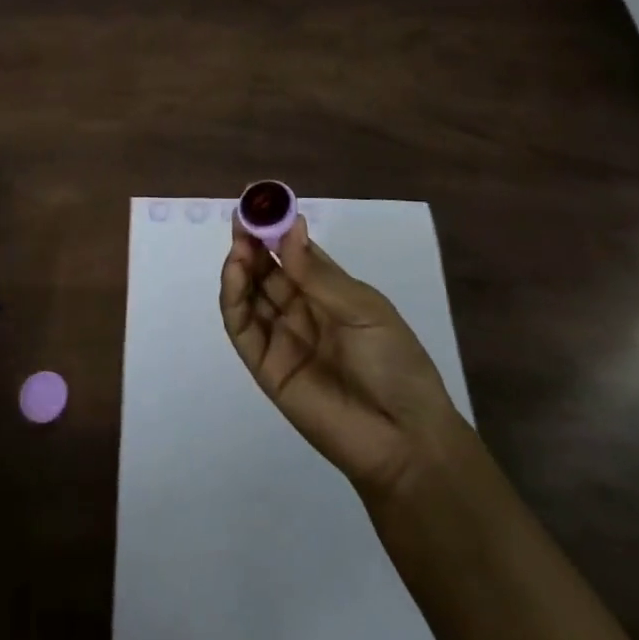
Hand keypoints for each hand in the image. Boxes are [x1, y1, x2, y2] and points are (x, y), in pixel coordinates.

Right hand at [219, 215, 465, 498]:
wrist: (404, 439)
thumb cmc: (394, 363)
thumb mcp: (364, 310)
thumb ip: (319, 274)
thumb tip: (290, 228)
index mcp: (330, 293)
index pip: (295, 253)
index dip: (277, 228)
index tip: (260, 200)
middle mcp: (303, 311)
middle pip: (268, 271)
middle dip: (253, 242)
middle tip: (242, 217)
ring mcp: (282, 339)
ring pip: (251, 296)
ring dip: (240, 266)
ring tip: (239, 243)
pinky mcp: (266, 368)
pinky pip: (243, 329)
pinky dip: (234, 300)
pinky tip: (236, 273)